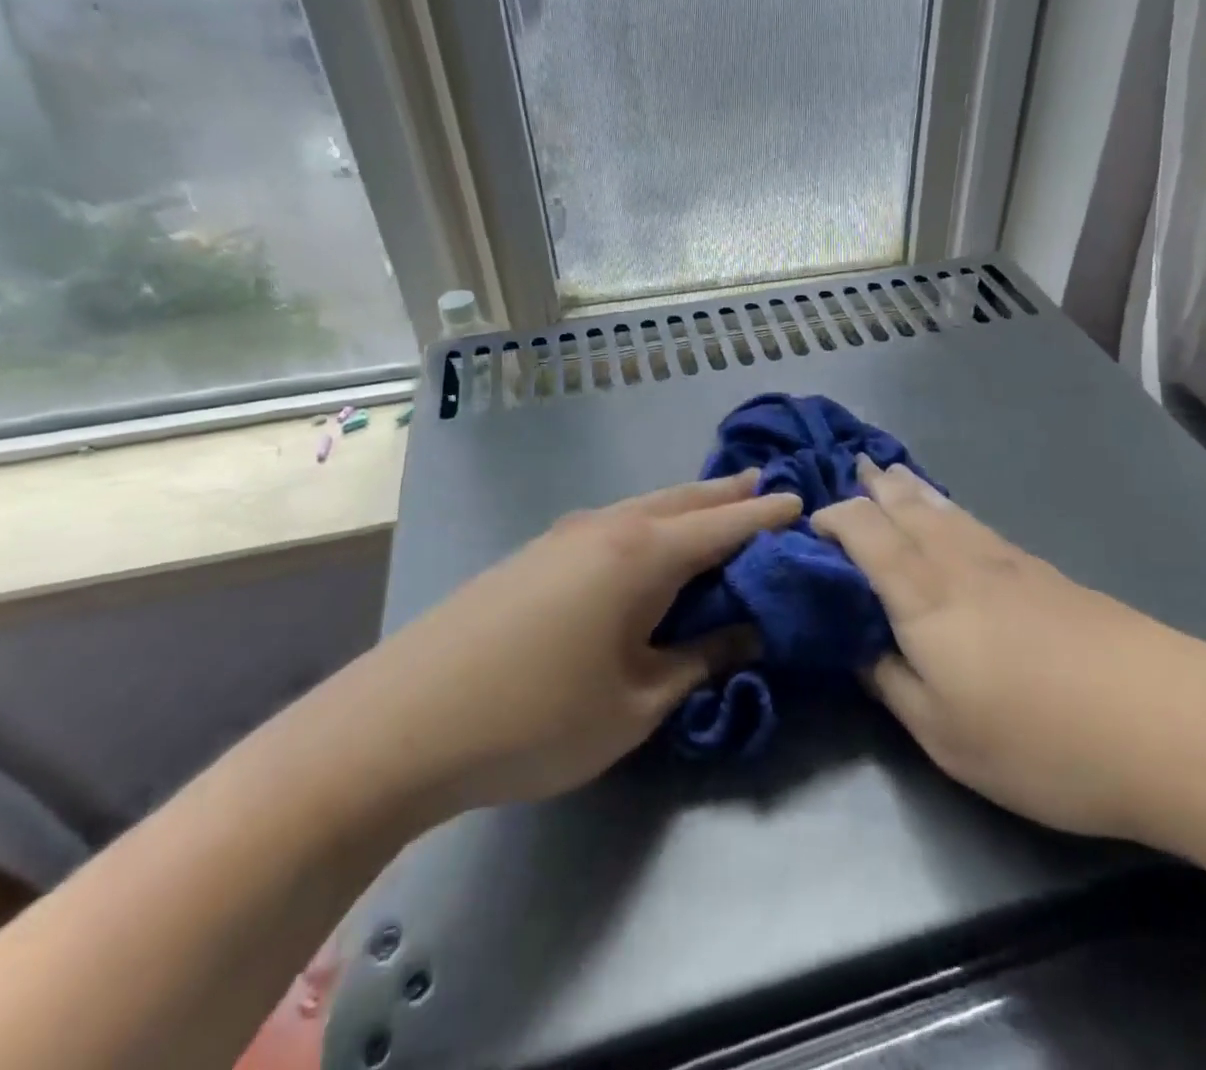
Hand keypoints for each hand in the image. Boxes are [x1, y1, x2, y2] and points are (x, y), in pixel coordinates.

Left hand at [349, 472, 799, 818]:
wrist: (402, 720)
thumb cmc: (535, 718)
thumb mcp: (635, 703)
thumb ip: (698, 661)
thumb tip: (746, 632)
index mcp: (642, 554)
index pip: (724, 526)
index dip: (767, 517)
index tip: (803, 503)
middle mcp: (608, 527)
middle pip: (683, 500)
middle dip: (729, 495)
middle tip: (766, 484)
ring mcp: (564, 534)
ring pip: (645, 506)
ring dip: (687, 504)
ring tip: (716, 505)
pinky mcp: (535, 553)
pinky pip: (613, 523)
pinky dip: (649, 521)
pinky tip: (647, 540)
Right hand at [811, 458, 1205, 846]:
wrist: (1171, 723)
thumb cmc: (1042, 740)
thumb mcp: (945, 734)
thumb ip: (891, 682)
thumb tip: (857, 647)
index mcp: (923, 593)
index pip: (864, 532)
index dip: (832, 519)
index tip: (808, 524)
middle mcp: (959, 561)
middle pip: (906, 507)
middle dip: (873, 486)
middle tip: (852, 467)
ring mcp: (1008, 561)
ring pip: (944, 510)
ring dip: (910, 489)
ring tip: (891, 474)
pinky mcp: (1045, 573)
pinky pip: (975, 524)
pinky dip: (947, 510)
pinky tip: (953, 518)